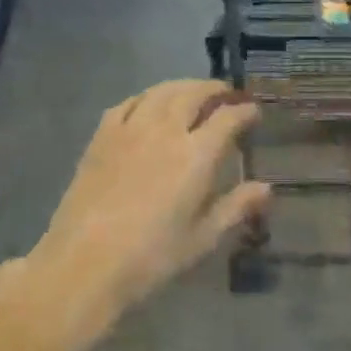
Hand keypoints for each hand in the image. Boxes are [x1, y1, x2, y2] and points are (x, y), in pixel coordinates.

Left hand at [14, 81, 268, 350]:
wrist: (84, 264)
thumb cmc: (151, 257)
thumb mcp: (202, 238)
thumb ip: (236, 207)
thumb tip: (266, 188)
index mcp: (196, 154)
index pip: (227, 118)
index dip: (244, 111)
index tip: (254, 112)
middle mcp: (166, 130)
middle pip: (194, 93)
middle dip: (215, 89)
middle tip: (226, 93)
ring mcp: (130, 129)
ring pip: (161, 91)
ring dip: (182, 86)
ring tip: (193, 92)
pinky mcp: (102, 136)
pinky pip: (128, 103)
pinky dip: (146, 96)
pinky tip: (149, 103)